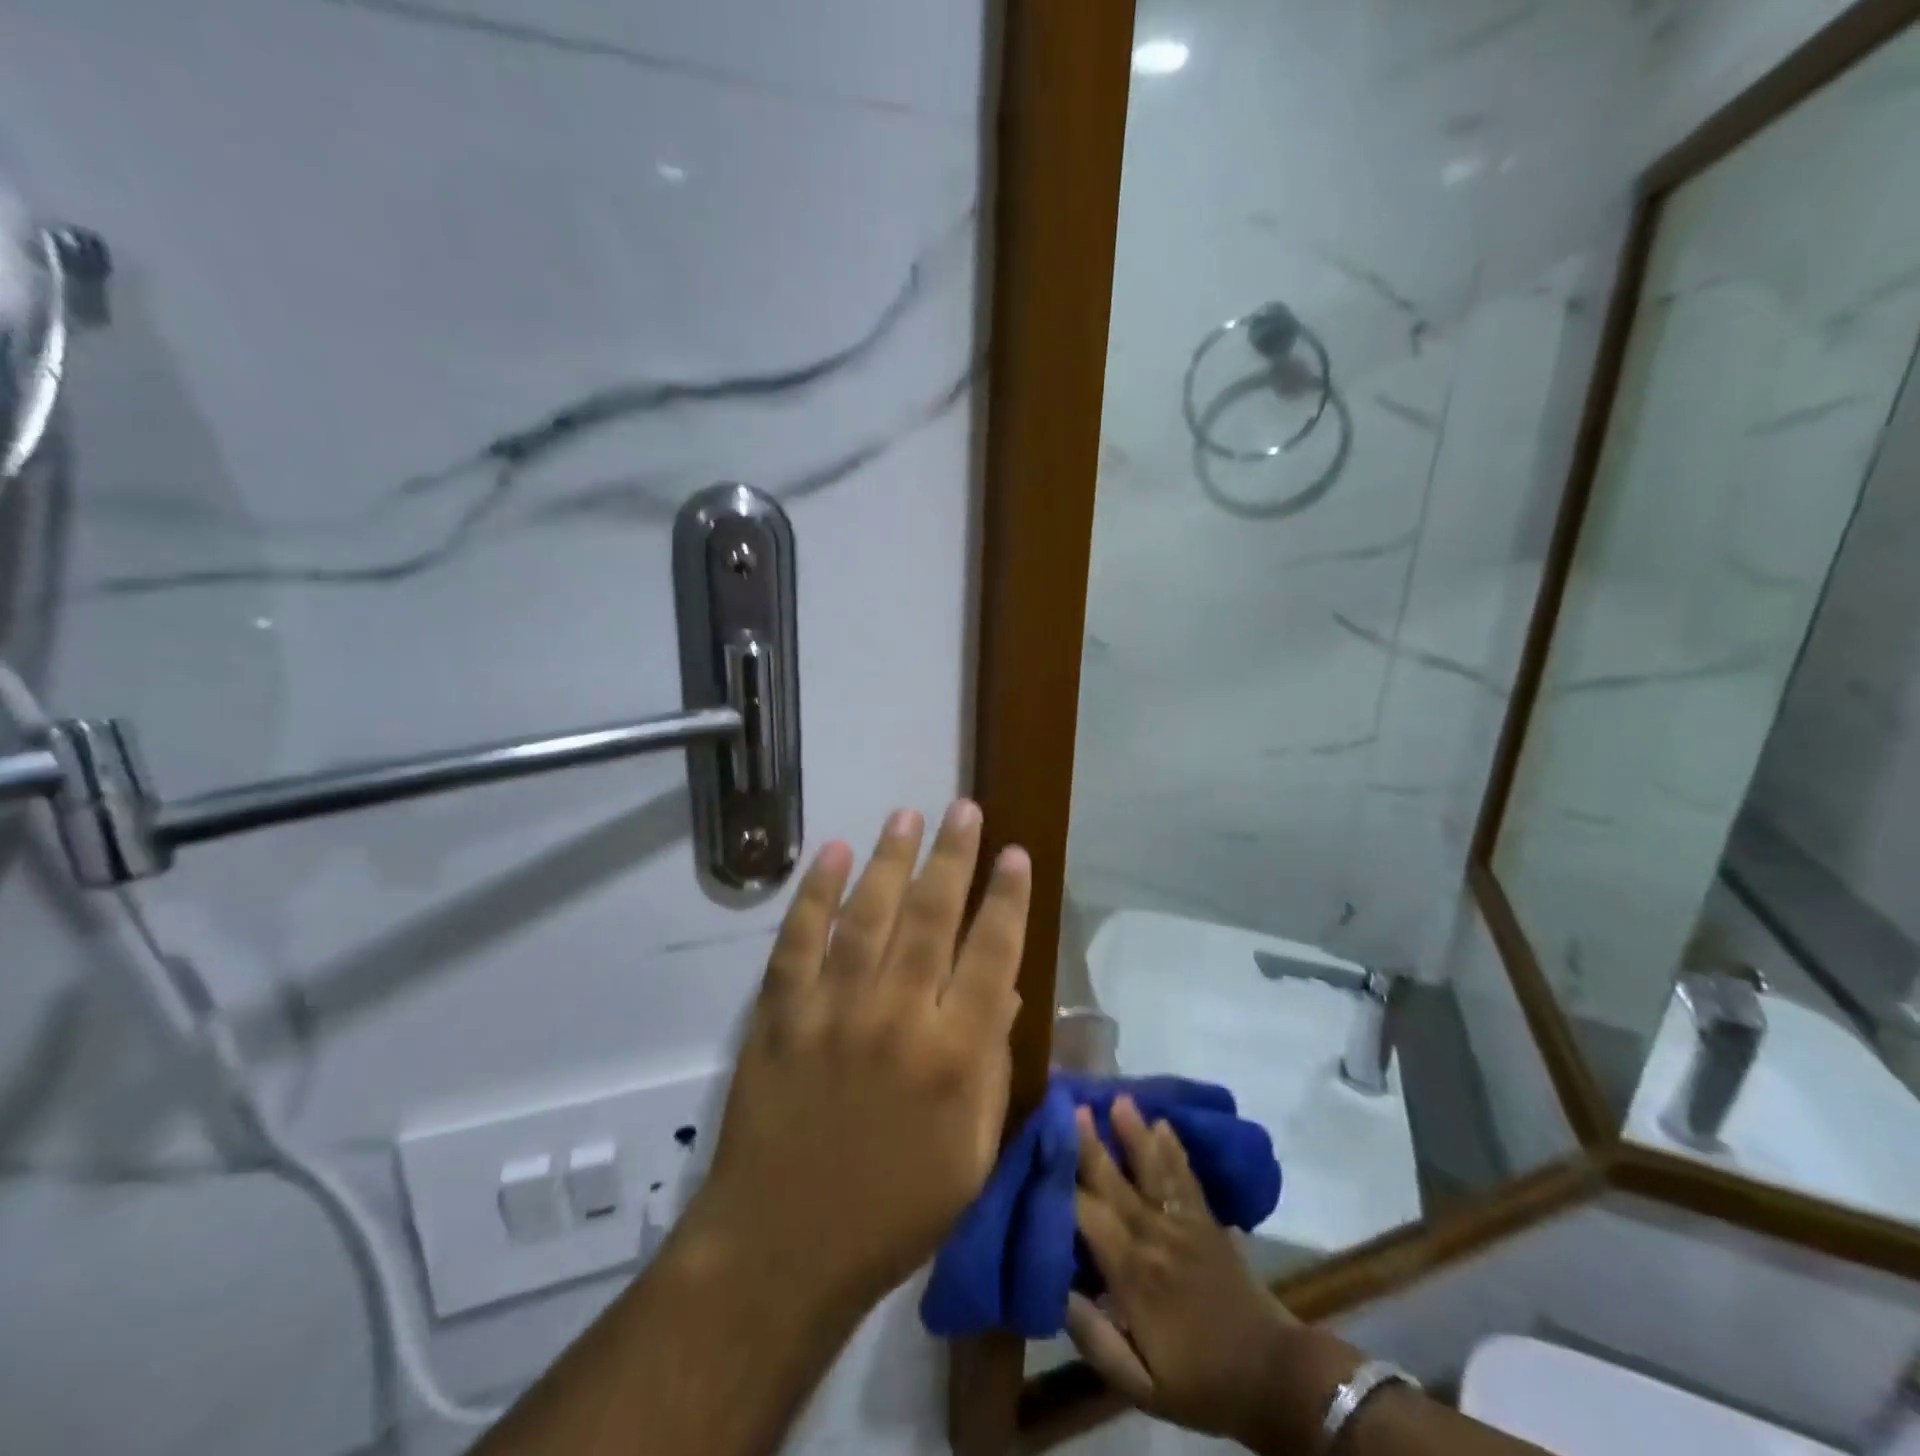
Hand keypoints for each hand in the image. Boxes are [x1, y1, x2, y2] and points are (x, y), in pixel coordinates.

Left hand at [684, 801, 1031, 1318]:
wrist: (782, 1248)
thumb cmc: (893, 1211)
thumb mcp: (971, 1156)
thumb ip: (991, 1065)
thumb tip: (1001, 985)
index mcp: (954, 1057)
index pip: (991, 954)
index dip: (1007, 898)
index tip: (1015, 854)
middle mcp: (897, 1017)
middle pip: (931, 916)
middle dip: (953, 856)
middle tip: (965, 809)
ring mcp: (832, 1010)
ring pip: (868, 914)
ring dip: (891, 857)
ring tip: (908, 812)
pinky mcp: (779, 1014)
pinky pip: (799, 939)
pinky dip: (816, 892)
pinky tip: (834, 853)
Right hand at [1068, 1098, 1355, 1451]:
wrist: (1272, 1376)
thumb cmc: (1200, 1382)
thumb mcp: (1141, 1387)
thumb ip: (1097, 1340)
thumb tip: (1058, 1292)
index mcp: (1133, 1275)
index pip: (1087, 1217)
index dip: (1062, 1184)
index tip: (1039, 1153)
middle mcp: (1155, 1237)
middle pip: (1115, 1182)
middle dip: (1089, 1143)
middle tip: (1071, 1104)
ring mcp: (1184, 1224)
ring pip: (1153, 1170)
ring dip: (1133, 1133)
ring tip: (1119, 1099)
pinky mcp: (1208, 1220)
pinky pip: (1186, 1177)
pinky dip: (1174, 1149)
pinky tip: (1163, 1122)